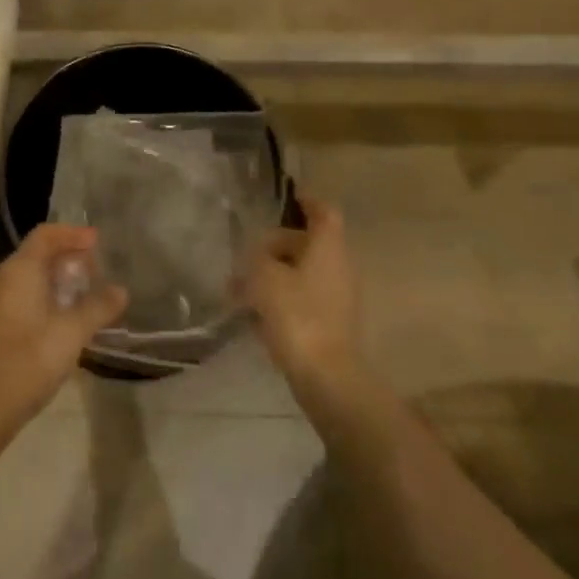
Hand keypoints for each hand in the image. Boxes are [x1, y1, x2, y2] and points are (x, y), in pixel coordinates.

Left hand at [0, 225, 126, 441]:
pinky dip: (42, 299)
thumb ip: (98, 308)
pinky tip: (59, 323)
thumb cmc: (27, 362)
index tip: (98, 243)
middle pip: (35, 255)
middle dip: (67, 259)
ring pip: (26, 279)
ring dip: (55, 282)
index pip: (45, 235)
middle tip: (95, 273)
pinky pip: (18, 298)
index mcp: (17, 271)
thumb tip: (121, 290)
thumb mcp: (71, 334)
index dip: (72, 234)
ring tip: (82, 298)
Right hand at [240, 197, 362, 402]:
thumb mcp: (265, 278)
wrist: (327, 379)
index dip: (306, 201)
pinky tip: (254, 318)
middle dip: (275, 247)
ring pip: (301, 274)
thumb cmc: (298, 316)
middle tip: (245, 257)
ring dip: (274, 277)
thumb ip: (258, 258)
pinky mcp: (330, 325)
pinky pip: (302, 300)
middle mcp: (338, 267)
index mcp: (328, 247)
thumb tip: (258, 256)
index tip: (287, 199)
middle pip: (307, 244)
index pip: (323, 211)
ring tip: (240, 290)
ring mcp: (336, 298)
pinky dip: (281, 301)